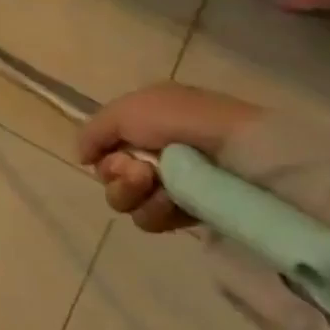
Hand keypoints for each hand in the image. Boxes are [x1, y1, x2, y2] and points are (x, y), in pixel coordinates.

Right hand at [77, 84, 263, 231]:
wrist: (246, 154)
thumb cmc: (186, 122)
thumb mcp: (128, 109)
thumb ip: (94, 130)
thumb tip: (82, 157)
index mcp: (146, 124)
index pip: (104, 148)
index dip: (103, 154)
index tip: (116, 154)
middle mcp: (156, 154)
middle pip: (110, 176)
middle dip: (116, 175)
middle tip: (140, 171)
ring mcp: (175, 186)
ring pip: (125, 201)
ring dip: (132, 194)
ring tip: (158, 186)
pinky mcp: (191, 214)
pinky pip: (150, 220)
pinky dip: (155, 211)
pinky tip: (173, 202)